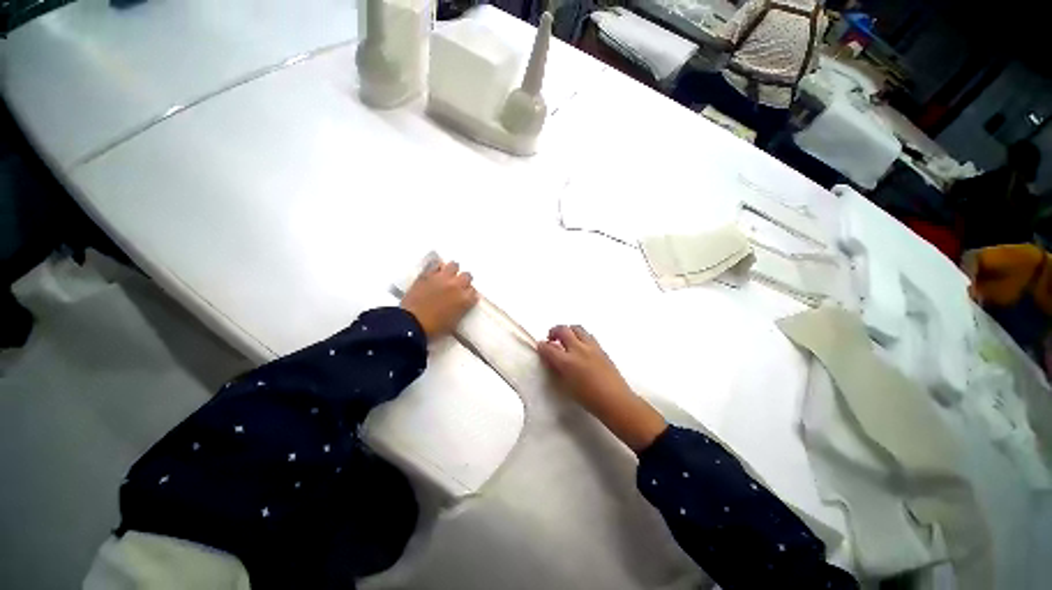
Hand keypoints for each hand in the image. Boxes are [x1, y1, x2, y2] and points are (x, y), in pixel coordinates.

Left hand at [401, 261, 478, 339]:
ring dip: (452, 270)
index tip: (464, 297)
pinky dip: (437, 267)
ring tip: (447, 275)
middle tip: (457, 286)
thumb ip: (462, 308)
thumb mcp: (455, 321)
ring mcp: (442, 278)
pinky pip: (435, 264)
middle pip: (467, 276)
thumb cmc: (435, 328)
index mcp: (465, 299)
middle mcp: (457, 285)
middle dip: (464, 281)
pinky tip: (435, 271)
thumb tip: (464, 302)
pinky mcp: (427, 274)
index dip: (468, 294)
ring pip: (454, 265)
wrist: (412, 324)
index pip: (473, 291)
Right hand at [538, 325, 666, 451]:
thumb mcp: (566, 386)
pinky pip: (588, 336)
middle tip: (551, 337)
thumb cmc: (589, 399)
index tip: (540, 346)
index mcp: (567, 362)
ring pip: (577, 328)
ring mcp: (592, 347)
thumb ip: (557, 369)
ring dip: (569, 331)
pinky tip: (580, 347)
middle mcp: (579, 350)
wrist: (615, 401)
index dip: (542, 346)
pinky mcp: (601, 349)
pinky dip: (580, 337)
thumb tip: (552, 360)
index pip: (549, 348)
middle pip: (563, 330)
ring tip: (566, 339)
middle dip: (554, 331)